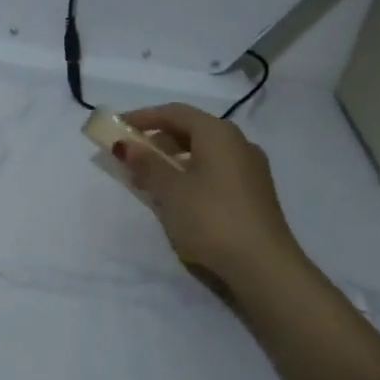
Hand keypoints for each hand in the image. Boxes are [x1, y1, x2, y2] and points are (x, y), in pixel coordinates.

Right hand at [115, 103, 307, 292]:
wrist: (262, 267)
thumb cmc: (210, 218)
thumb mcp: (170, 189)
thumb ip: (146, 163)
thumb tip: (127, 145)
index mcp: (219, 134)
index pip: (175, 112)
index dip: (143, 117)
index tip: (117, 126)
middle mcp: (238, 144)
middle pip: (190, 130)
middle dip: (157, 140)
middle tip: (130, 155)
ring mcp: (250, 170)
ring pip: (202, 153)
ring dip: (172, 160)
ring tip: (147, 178)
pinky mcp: (253, 194)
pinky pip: (213, 171)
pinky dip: (189, 174)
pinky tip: (174, 196)